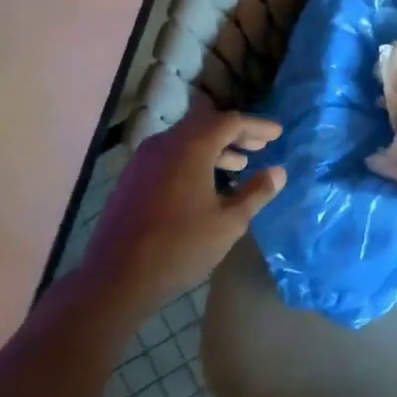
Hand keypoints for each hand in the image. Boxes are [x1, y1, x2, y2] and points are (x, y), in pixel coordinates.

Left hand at [81, 107, 286, 313]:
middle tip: (261, 145)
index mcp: (190, 147)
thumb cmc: (180, 247)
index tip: (278, 133)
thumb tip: (278, 172)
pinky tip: (206, 182)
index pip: (229, 121)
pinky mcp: (133, 176)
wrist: (117, 275)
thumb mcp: (228, 223)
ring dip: (215, 147)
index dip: (257, 125)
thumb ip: (255, 193)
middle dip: (236, 133)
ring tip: (240, 164)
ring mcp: (144, 158)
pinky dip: (194, 158)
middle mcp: (165, 143)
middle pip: (206, 124)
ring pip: (186, 139)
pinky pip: (170, 154)